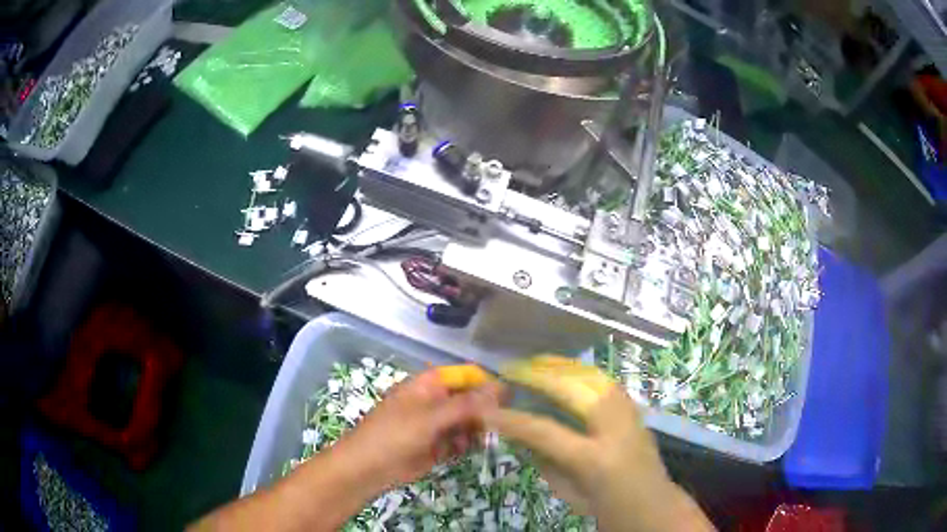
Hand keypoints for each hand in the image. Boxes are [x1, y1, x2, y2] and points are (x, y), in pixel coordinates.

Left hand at [337, 368, 502, 490]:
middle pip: (469, 400)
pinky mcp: (436, 446)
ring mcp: (435, 424)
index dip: (485, 384)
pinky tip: (460, 451)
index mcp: (429, 385)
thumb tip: (500, 390)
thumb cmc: (394, 435)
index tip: (506, 400)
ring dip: (475, 430)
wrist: (368, 469)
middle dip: (483, 411)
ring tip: (475, 440)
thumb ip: (466, 405)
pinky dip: (464, 444)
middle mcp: (435, 401)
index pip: (465, 376)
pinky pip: (459, 440)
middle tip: (496, 426)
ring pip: (467, 421)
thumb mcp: (430, 417)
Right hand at [486, 356, 714, 531]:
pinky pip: (606, 383)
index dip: (513, 420)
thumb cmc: (608, 508)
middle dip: (539, 375)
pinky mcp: (637, 411)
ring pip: (594, 377)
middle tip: (512, 369)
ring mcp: (630, 416)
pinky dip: (582, 373)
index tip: (488, 411)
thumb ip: (544, 460)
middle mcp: (615, 430)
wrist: (655, 506)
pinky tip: (567, 372)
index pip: (545, 430)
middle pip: (574, 389)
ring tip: (536, 363)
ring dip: (562, 366)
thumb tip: (521, 432)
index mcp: (594, 460)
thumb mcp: (568, 492)